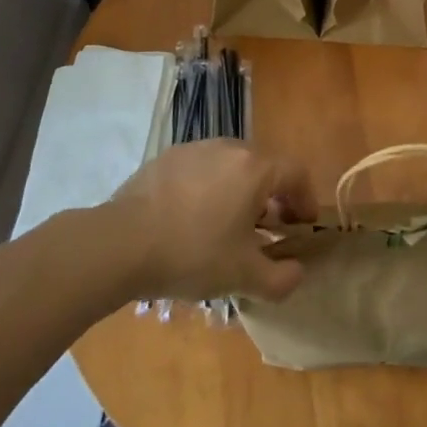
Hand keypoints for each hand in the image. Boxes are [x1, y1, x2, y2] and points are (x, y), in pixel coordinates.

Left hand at [107, 141, 315, 302]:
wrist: (121, 243)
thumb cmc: (192, 254)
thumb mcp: (243, 277)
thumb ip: (281, 278)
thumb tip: (296, 272)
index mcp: (255, 168)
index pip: (296, 174)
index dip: (305, 200)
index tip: (301, 227)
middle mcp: (229, 148)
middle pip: (263, 167)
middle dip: (271, 197)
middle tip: (265, 230)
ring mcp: (195, 149)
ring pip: (230, 167)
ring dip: (238, 192)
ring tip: (225, 227)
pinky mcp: (166, 158)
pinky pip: (200, 170)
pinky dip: (207, 190)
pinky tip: (190, 220)